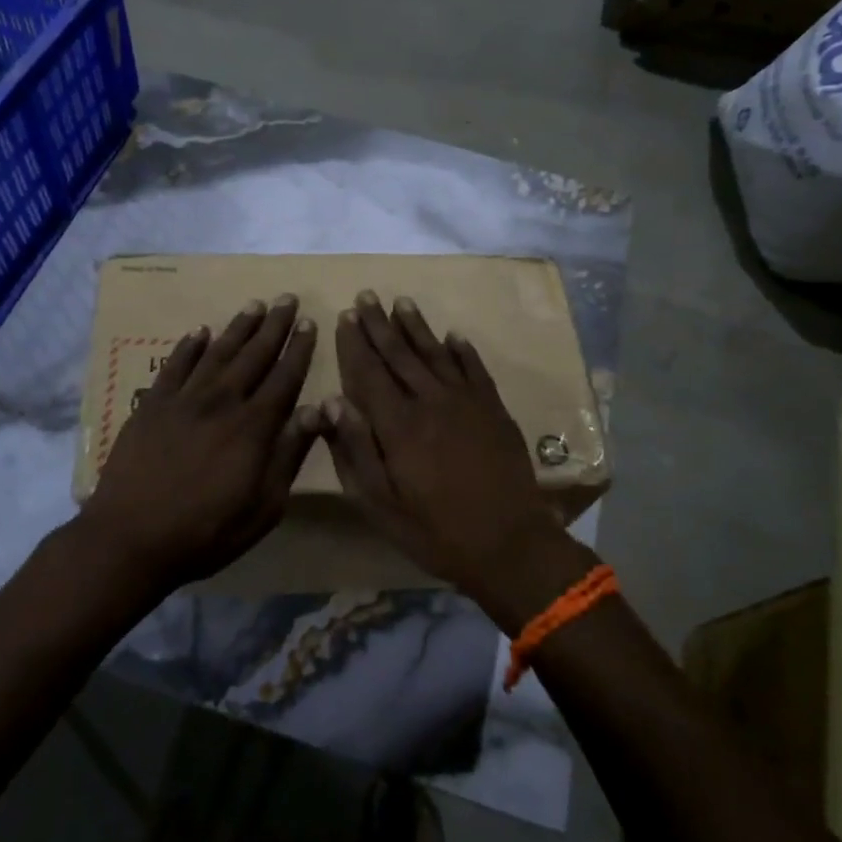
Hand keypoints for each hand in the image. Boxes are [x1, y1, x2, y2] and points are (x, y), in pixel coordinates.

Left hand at [81, 295, 320, 595]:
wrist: (130, 538)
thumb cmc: (206, 532)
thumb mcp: (264, 507)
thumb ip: (290, 454)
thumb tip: (317, 410)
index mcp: (253, 427)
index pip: (284, 378)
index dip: (299, 349)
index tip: (309, 323)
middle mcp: (221, 402)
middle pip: (253, 355)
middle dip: (274, 326)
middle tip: (287, 298)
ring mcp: (183, 400)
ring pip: (217, 352)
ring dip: (238, 327)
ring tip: (254, 305)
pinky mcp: (151, 405)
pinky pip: (175, 365)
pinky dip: (189, 346)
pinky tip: (199, 332)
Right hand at [322, 293, 589, 623]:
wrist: (509, 544)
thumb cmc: (434, 530)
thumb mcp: (380, 503)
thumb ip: (355, 450)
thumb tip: (332, 402)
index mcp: (397, 424)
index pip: (369, 372)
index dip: (355, 344)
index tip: (344, 316)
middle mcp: (430, 401)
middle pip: (400, 354)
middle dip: (379, 324)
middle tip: (366, 296)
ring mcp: (466, 402)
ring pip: (435, 353)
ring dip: (416, 326)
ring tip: (401, 302)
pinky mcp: (494, 409)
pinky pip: (475, 369)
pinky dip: (462, 350)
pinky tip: (454, 335)